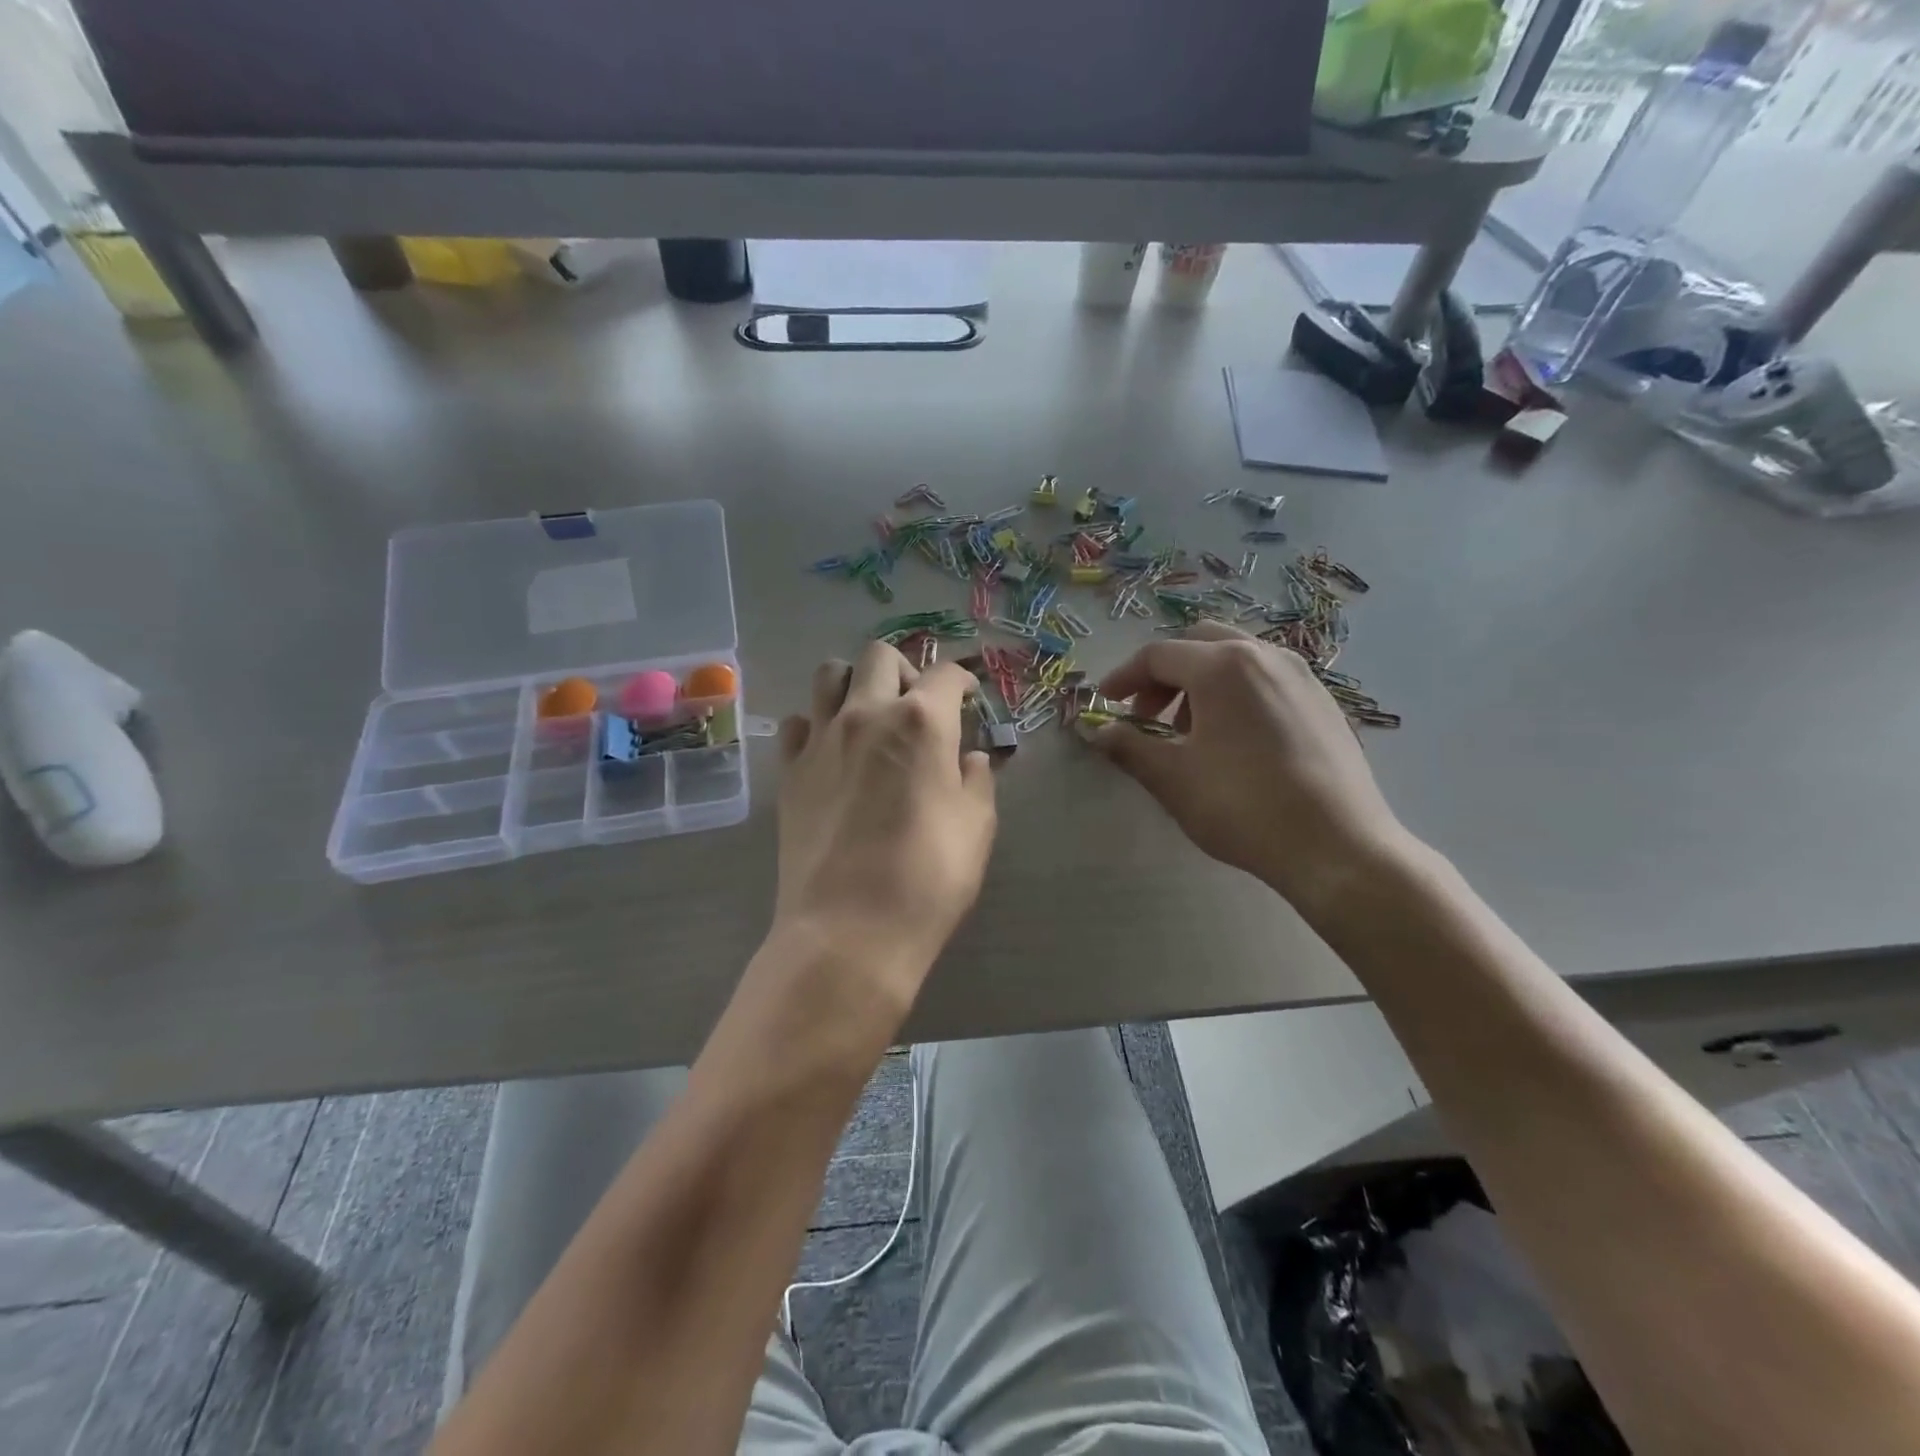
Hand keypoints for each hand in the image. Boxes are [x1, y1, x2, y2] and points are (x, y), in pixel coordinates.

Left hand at [773, 643, 996, 1022]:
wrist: (849, 929)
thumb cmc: (928, 878)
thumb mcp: (976, 827)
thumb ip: (977, 780)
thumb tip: (970, 759)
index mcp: (922, 721)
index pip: (945, 674)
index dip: (962, 681)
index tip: (967, 698)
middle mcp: (867, 714)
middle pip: (879, 656)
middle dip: (904, 670)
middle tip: (917, 705)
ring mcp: (820, 739)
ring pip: (829, 675)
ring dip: (854, 683)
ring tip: (869, 715)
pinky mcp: (789, 771)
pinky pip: (798, 723)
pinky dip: (817, 725)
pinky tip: (832, 752)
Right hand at [1095, 623, 1411, 911]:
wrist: (1337, 846)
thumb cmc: (1243, 806)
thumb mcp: (1172, 778)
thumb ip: (1129, 746)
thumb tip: (1097, 731)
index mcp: (1223, 666)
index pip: (1158, 655)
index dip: (1124, 677)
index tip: (1105, 703)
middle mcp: (1264, 655)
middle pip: (1199, 643)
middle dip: (1164, 675)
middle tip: (1147, 716)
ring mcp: (1301, 675)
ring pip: (1235, 658)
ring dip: (1200, 682)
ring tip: (1189, 731)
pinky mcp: (1323, 701)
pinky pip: (1266, 678)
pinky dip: (1235, 692)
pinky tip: (1234, 739)